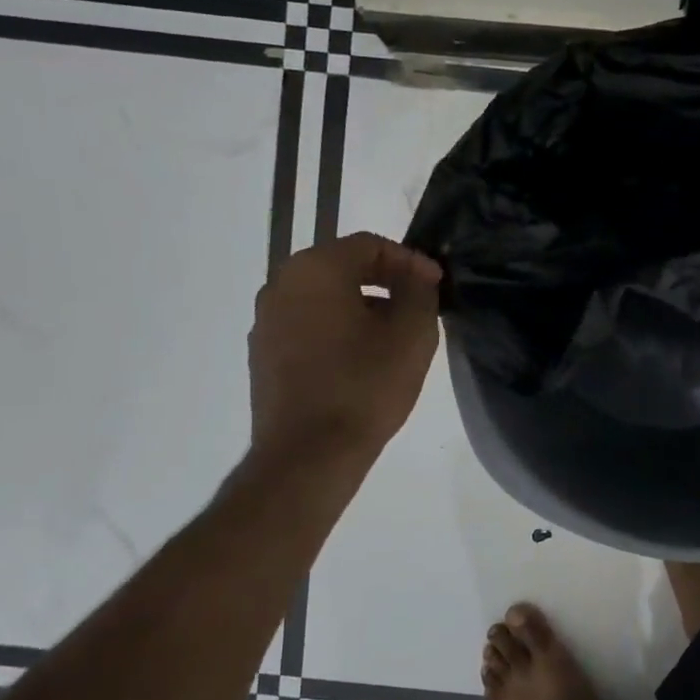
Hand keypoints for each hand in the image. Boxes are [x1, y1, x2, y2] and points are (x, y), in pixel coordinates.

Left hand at [245, 232, 442, 466]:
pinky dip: (337, 330)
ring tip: (393, 337)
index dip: (409, 260)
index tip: (436, 285)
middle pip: (342, 267)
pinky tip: (362, 360)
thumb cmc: (365, 386)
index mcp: (315, 269)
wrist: (309, 454)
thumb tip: (417, 277)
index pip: (370, 245)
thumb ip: (420, 292)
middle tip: (418, 307)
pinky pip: (308, 326)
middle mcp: (281, 285)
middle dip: (385, 282)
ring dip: (361, 307)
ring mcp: (266, 321)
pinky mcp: (264, 355)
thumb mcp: (412, 335)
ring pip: (324, 298)